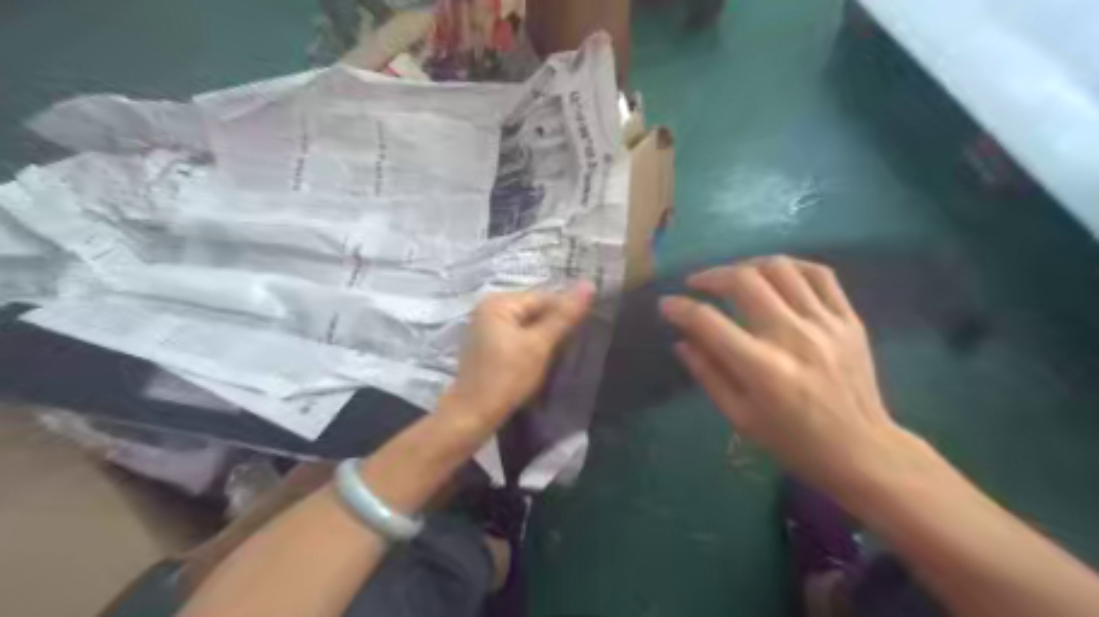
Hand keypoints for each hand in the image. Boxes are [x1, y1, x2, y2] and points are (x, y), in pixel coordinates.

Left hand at [443, 283, 592, 429]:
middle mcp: (489, 308)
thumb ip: (564, 315)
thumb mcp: (540, 345)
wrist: (473, 414)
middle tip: (576, 344)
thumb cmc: (507, 377)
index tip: (587, 329)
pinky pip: (517, 337)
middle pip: (534, 310)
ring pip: (527, 325)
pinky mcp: (488, 345)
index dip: (566, 312)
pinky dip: (532, 345)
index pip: (543, 298)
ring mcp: (486, 327)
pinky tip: (543, 360)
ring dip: (545, 337)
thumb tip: (589, 284)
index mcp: (498, 302)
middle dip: (555, 325)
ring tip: (563, 353)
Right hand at [661, 258, 921, 493]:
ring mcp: (825, 324)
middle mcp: (793, 337)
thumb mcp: (739, 417)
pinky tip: (775, 275)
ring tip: (734, 277)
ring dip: (747, 266)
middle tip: (698, 284)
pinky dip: (791, 266)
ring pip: (781, 268)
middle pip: (744, 281)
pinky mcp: (849, 320)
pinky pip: (820, 274)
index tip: (667, 304)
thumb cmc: (793, 441)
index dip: (680, 308)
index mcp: (762, 369)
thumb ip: (707, 373)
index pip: (709, 322)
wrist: (862, 450)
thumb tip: (682, 340)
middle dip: (711, 276)